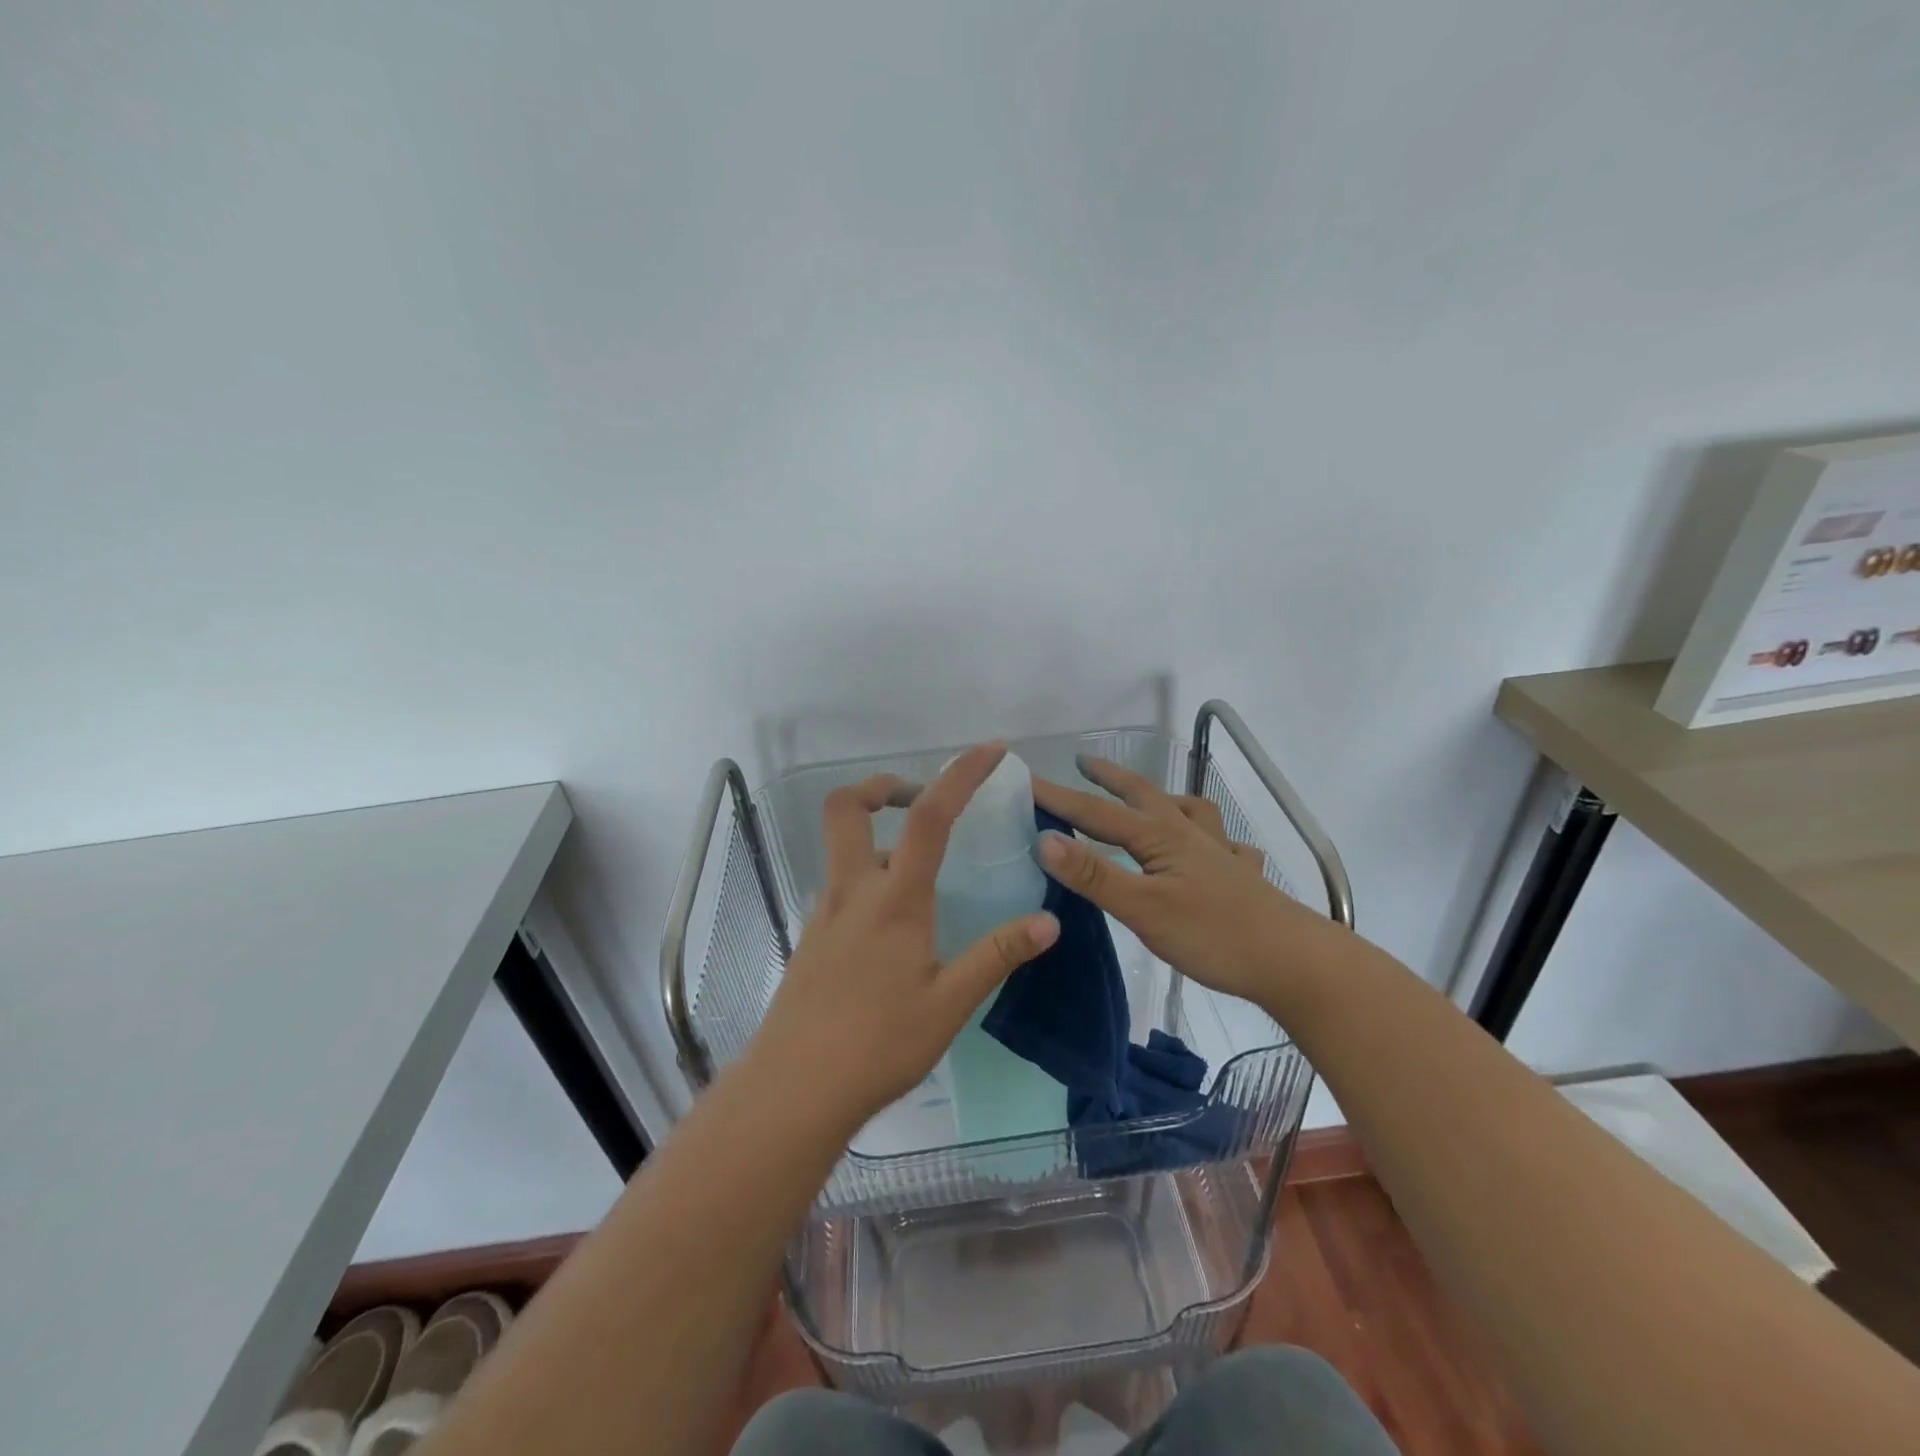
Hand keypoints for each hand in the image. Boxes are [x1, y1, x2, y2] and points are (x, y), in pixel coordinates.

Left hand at [751, 744, 1060, 1128]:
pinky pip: (839, 883)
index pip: (930, 817)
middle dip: (882, 786)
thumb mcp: (948, 1004)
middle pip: (848, 807)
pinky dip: (866, 873)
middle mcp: (853, 891)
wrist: (794, 1089)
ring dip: (875, 830)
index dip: (960, 774)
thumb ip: (997, 956)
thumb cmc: (877, 1045)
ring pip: (840, 845)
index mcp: (895, 899)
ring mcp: (824, 912)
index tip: (990, 750)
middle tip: (920, 799)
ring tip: (919, 862)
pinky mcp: (811, 937)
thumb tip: (1048, 922)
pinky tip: (892, 919)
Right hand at [1032, 755, 1317, 1005]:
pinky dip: (1212, 837)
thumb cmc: (1213, 934)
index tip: (1023, 781)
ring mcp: (1220, 853)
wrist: (1293, 961)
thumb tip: (1044, 840)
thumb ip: (1094, 875)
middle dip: (1109, 777)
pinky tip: (1215, 848)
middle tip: (1083, 762)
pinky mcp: (1242, 876)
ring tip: (1149, 799)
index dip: (1058, 797)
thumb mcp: (1143, 909)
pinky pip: (1225, 844)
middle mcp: (1189, 834)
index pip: (1096, 812)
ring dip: (1161, 797)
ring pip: (1188, 811)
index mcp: (1160, 837)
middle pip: (1143, 795)